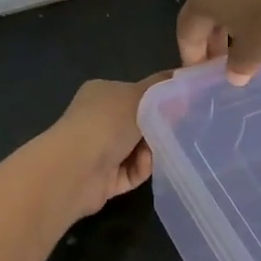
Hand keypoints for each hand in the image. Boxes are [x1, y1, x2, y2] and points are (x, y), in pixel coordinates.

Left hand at [45, 73, 170, 218]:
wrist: (76, 169)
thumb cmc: (107, 123)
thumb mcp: (141, 95)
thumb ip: (162, 88)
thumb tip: (183, 81)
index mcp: (102, 94)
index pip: (135, 93)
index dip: (159, 100)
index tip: (183, 106)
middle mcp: (98, 120)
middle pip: (140, 124)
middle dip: (159, 129)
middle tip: (178, 130)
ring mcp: (99, 151)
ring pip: (139, 150)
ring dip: (152, 151)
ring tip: (157, 151)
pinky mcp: (103, 179)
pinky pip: (132, 172)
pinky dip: (141, 169)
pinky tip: (144, 166)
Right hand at [178, 0, 260, 83]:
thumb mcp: (255, 52)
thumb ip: (238, 64)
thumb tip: (234, 73)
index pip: (187, 29)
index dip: (192, 54)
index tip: (202, 73)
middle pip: (206, 7)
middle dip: (212, 35)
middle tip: (225, 59)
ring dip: (234, 17)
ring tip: (250, 37)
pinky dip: (255, 1)